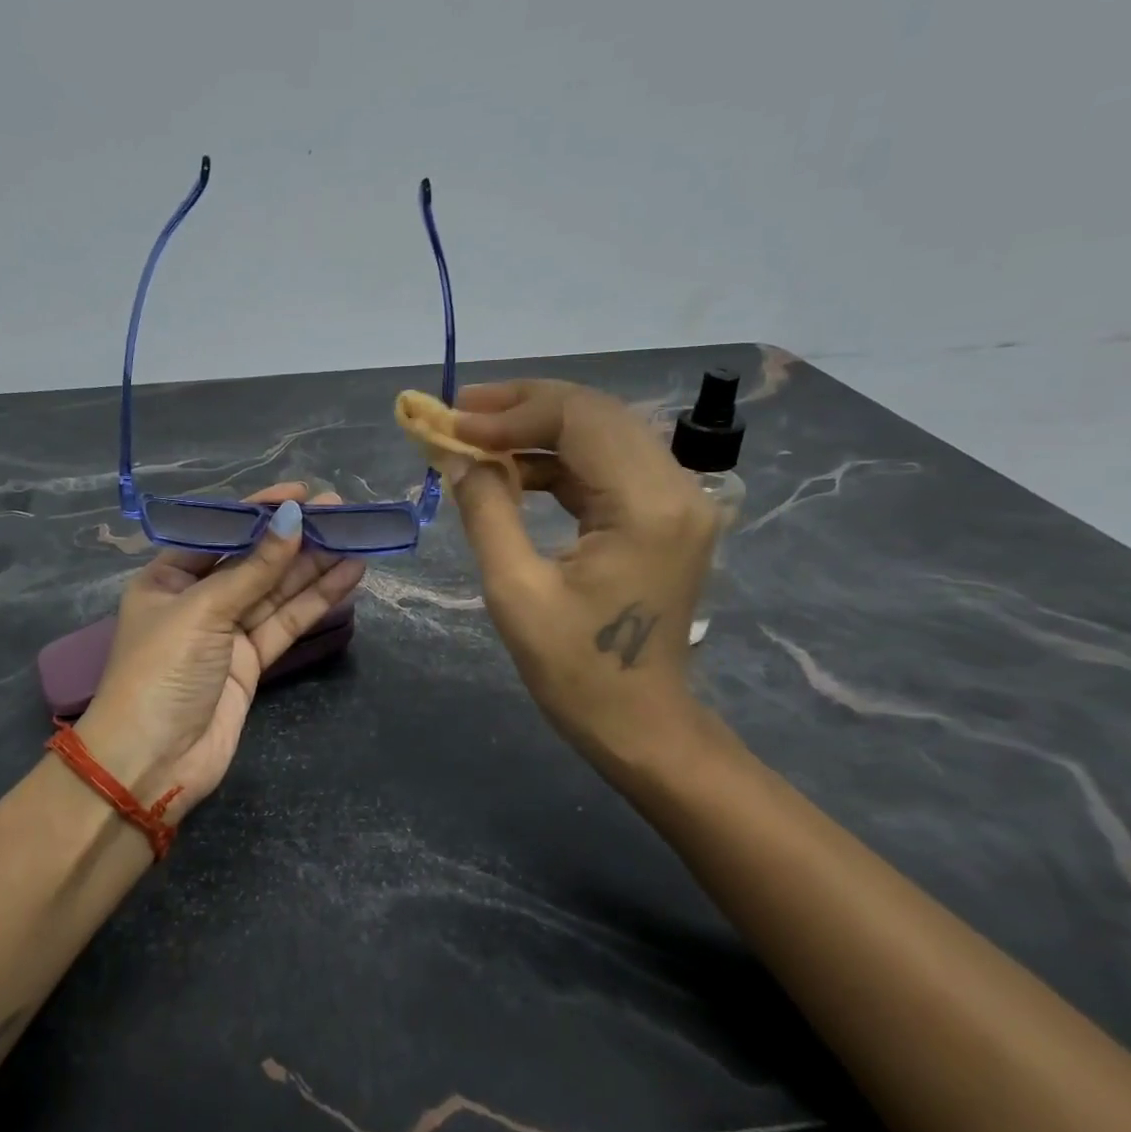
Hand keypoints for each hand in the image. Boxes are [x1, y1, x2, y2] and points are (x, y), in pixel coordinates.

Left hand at [79, 483, 365, 819]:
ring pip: (276, 591)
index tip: (300, 493)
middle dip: (295, 536)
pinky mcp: (251, 663)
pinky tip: (348, 575)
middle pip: (254, 560)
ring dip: (314, 565)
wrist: (151, 764)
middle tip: (341, 511)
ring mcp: (227, 633)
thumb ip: (253, 569)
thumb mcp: (202, 611)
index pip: (220, 532)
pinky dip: (316, 600)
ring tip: (355, 536)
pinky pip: (286, 622)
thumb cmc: (160, 673)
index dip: (259, 511)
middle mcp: (198, 600)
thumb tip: (294, 519)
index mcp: (168, 578)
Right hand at [443, 380, 721, 776]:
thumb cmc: (575, 670)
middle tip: (461, 413)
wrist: (641, 725)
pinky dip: (559, 460)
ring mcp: (678, 500)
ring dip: (540, 429)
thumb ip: (486, 510)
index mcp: (646, 505)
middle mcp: (676, 488)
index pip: (579, 420)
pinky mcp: (666, 516)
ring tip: (478, 434)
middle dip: (524, 407)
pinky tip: (515, 469)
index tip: (452, 422)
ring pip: (603, 433)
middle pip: (596, 414)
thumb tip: (456, 456)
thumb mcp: (515, 590)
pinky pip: (609, 466)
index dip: (511, 413)